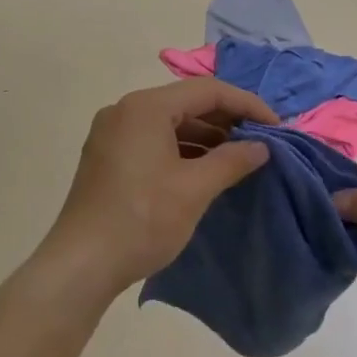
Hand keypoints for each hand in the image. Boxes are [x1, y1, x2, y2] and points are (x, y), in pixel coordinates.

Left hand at [41, 79, 278, 296]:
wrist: (82, 265)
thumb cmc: (142, 220)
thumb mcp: (194, 189)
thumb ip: (232, 160)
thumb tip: (261, 147)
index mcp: (145, 108)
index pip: (207, 91)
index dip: (247, 105)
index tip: (275, 127)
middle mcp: (125, 111)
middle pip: (186, 103)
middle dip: (226, 120)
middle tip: (259, 142)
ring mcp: (112, 134)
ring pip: (170, 123)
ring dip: (206, 136)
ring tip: (237, 158)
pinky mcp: (107, 158)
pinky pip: (153, 141)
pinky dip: (182, 150)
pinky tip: (203, 170)